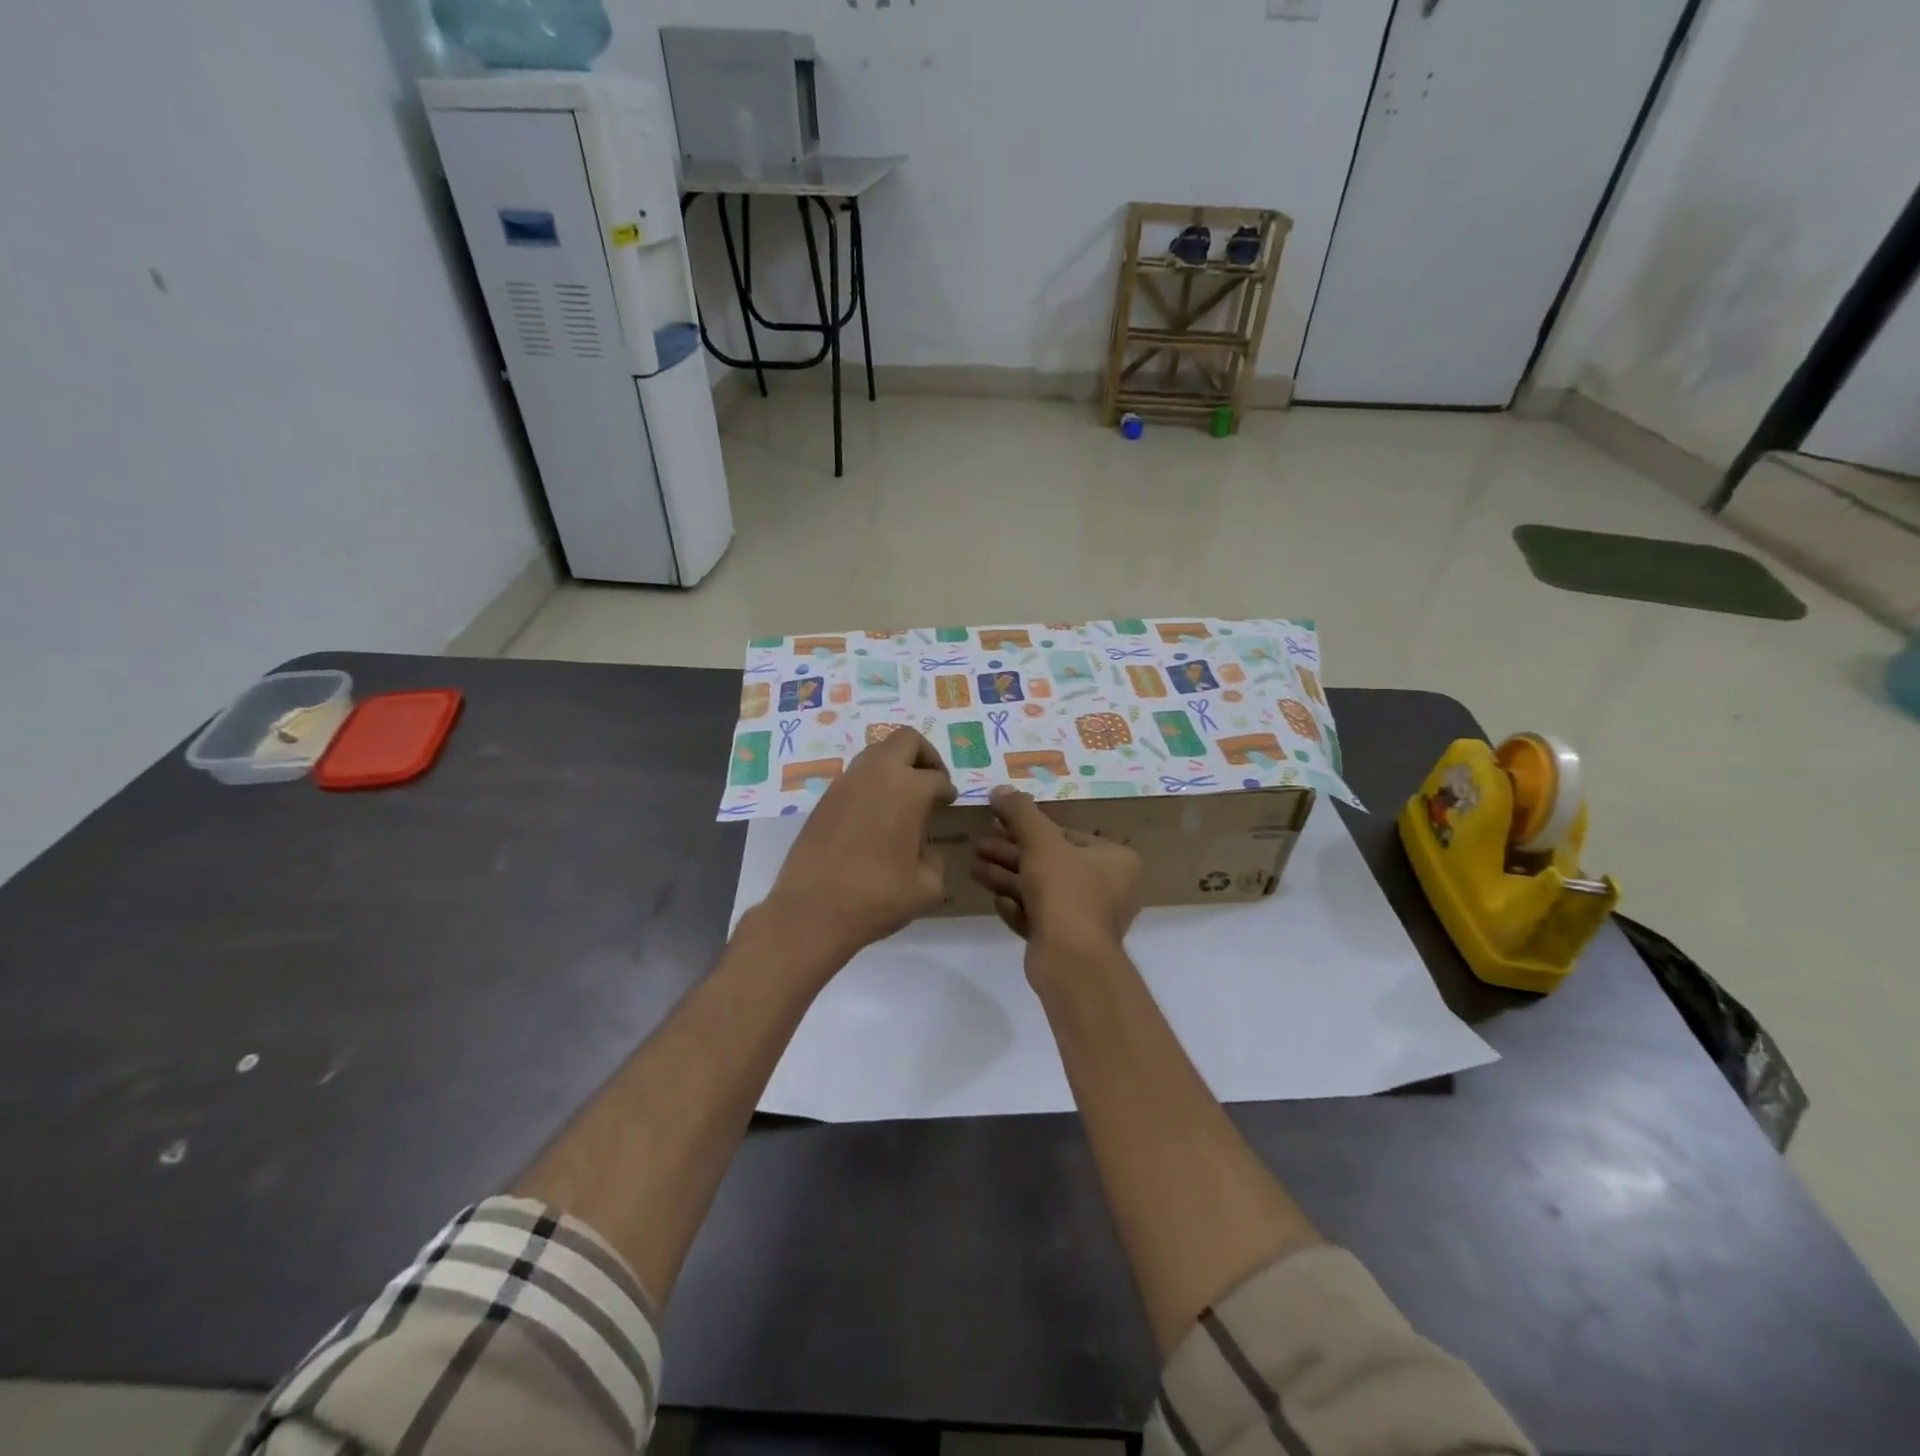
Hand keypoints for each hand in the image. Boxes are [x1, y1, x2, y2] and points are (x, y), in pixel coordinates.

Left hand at [763, 728, 956, 965]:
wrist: (812, 911)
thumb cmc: (877, 897)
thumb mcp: (927, 886)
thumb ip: (934, 859)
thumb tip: (922, 849)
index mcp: (909, 789)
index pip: (937, 778)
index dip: (947, 790)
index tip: (949, 802)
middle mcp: (876, 775)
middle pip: (906, 740)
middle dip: (924, 755)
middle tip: (931, 782)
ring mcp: (845, 784)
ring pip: (876, 753)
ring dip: (894, 766)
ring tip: (902, 800)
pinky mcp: (823, 800)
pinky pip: (855, 777)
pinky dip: (871, 785)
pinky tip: (874, 817)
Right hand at [971, 787, 1140, 955]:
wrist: (1071, 961)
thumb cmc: (1065, 891)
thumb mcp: (1041, 842)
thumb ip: (1021, 813)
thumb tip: (1000, 789)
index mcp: (1115, 860)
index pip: (1067, 834)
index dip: (1028, 828)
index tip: (998, 824)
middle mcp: (1108, 887)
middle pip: (1050, 862)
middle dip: (1011, 854)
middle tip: (979, 845)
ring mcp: (1088, 918)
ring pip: (1041, 890)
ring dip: (1007, 878)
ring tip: (974, 868)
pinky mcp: (1068, 942)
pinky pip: (1040, 917)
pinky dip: (1018, 908)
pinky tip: (997, 902)